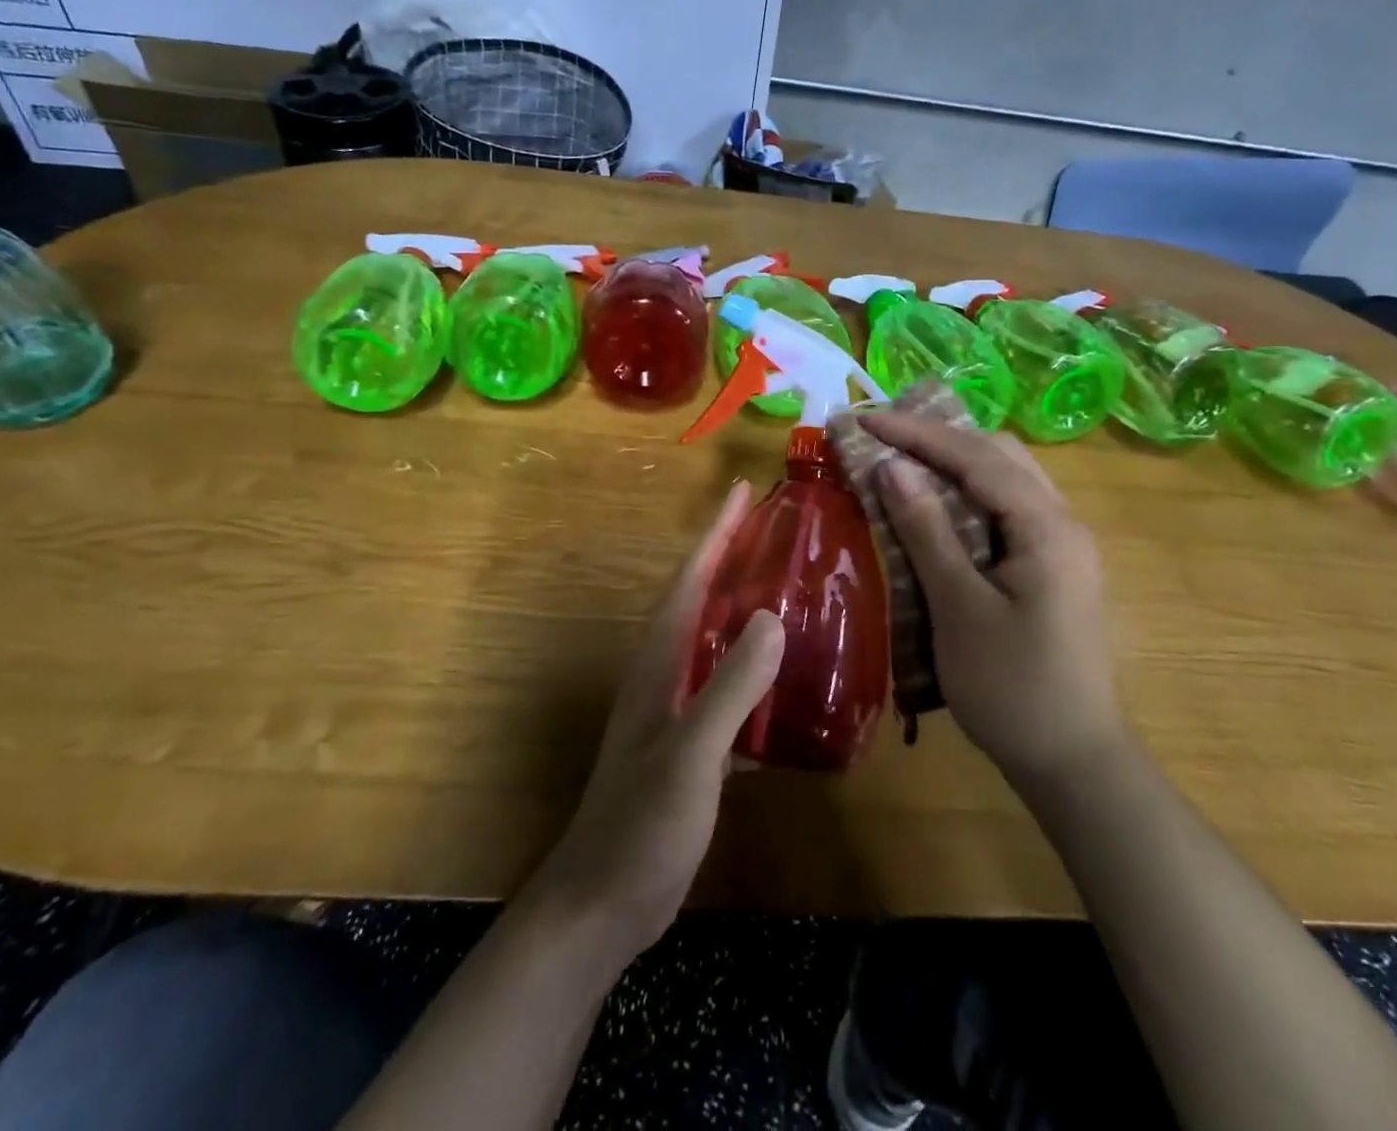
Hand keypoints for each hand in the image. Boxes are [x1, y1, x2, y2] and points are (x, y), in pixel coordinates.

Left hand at [531, 482, 784, 964]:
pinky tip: (792, 685)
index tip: (740, 491)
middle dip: (734, 562)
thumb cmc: (641, 825)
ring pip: (716, 646)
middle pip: (702, 603)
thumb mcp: (691, 754)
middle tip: (779, 533)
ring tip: (794, 595)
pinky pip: (729, 693)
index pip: (690, 580)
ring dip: (747, 615)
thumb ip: (730, 686)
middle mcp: (664, 675)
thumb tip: (773, 617)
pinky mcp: (690, 747)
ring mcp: (675, 712)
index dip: (715, 534)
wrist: (602, 905)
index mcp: (659, 663)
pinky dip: (756, 677)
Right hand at [861, 413, 1124, 788]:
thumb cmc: (1011, 688)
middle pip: (999, 455)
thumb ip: (927, 531)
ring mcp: (1062, 544)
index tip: (866, 418)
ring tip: (902, 457)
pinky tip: (936, 504)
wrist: (1073, 762)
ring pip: (1006, 478)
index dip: (918, 433)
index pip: (976, 457)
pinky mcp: (1052, 566)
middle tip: (883, 434)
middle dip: (938, 437)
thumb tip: (892, 467)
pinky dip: (968, 493)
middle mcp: (1062, 522)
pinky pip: (1007, 508)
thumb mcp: (959, 608)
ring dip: (954, 462)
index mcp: (1047, 527)